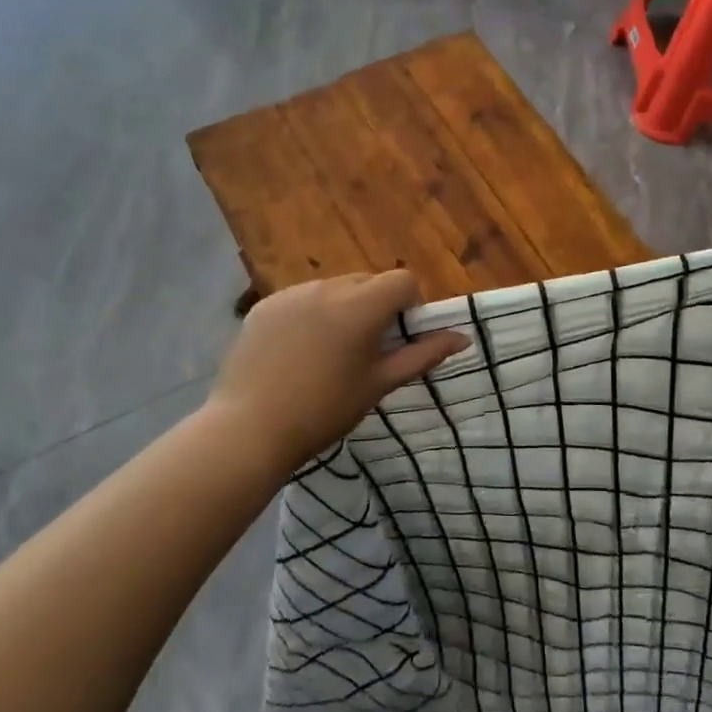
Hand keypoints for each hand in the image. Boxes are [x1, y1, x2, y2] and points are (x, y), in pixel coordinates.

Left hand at [210, 271, 469, 466]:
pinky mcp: (265, 306)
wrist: (249, 430)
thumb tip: (462, 337)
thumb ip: (423, 355)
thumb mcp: (379, 384)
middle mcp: (327, 288)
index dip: (409, 305)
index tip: (398, 339)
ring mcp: (291, 294)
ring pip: (334, 290)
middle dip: (376, 307)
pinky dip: (309, 316)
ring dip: (342, 310)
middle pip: (368, 282)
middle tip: (365, 352)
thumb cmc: (324, 411)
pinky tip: (295, 354)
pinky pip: (301, 299)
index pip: (402, 280)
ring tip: (326, 355)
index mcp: (360, 306)